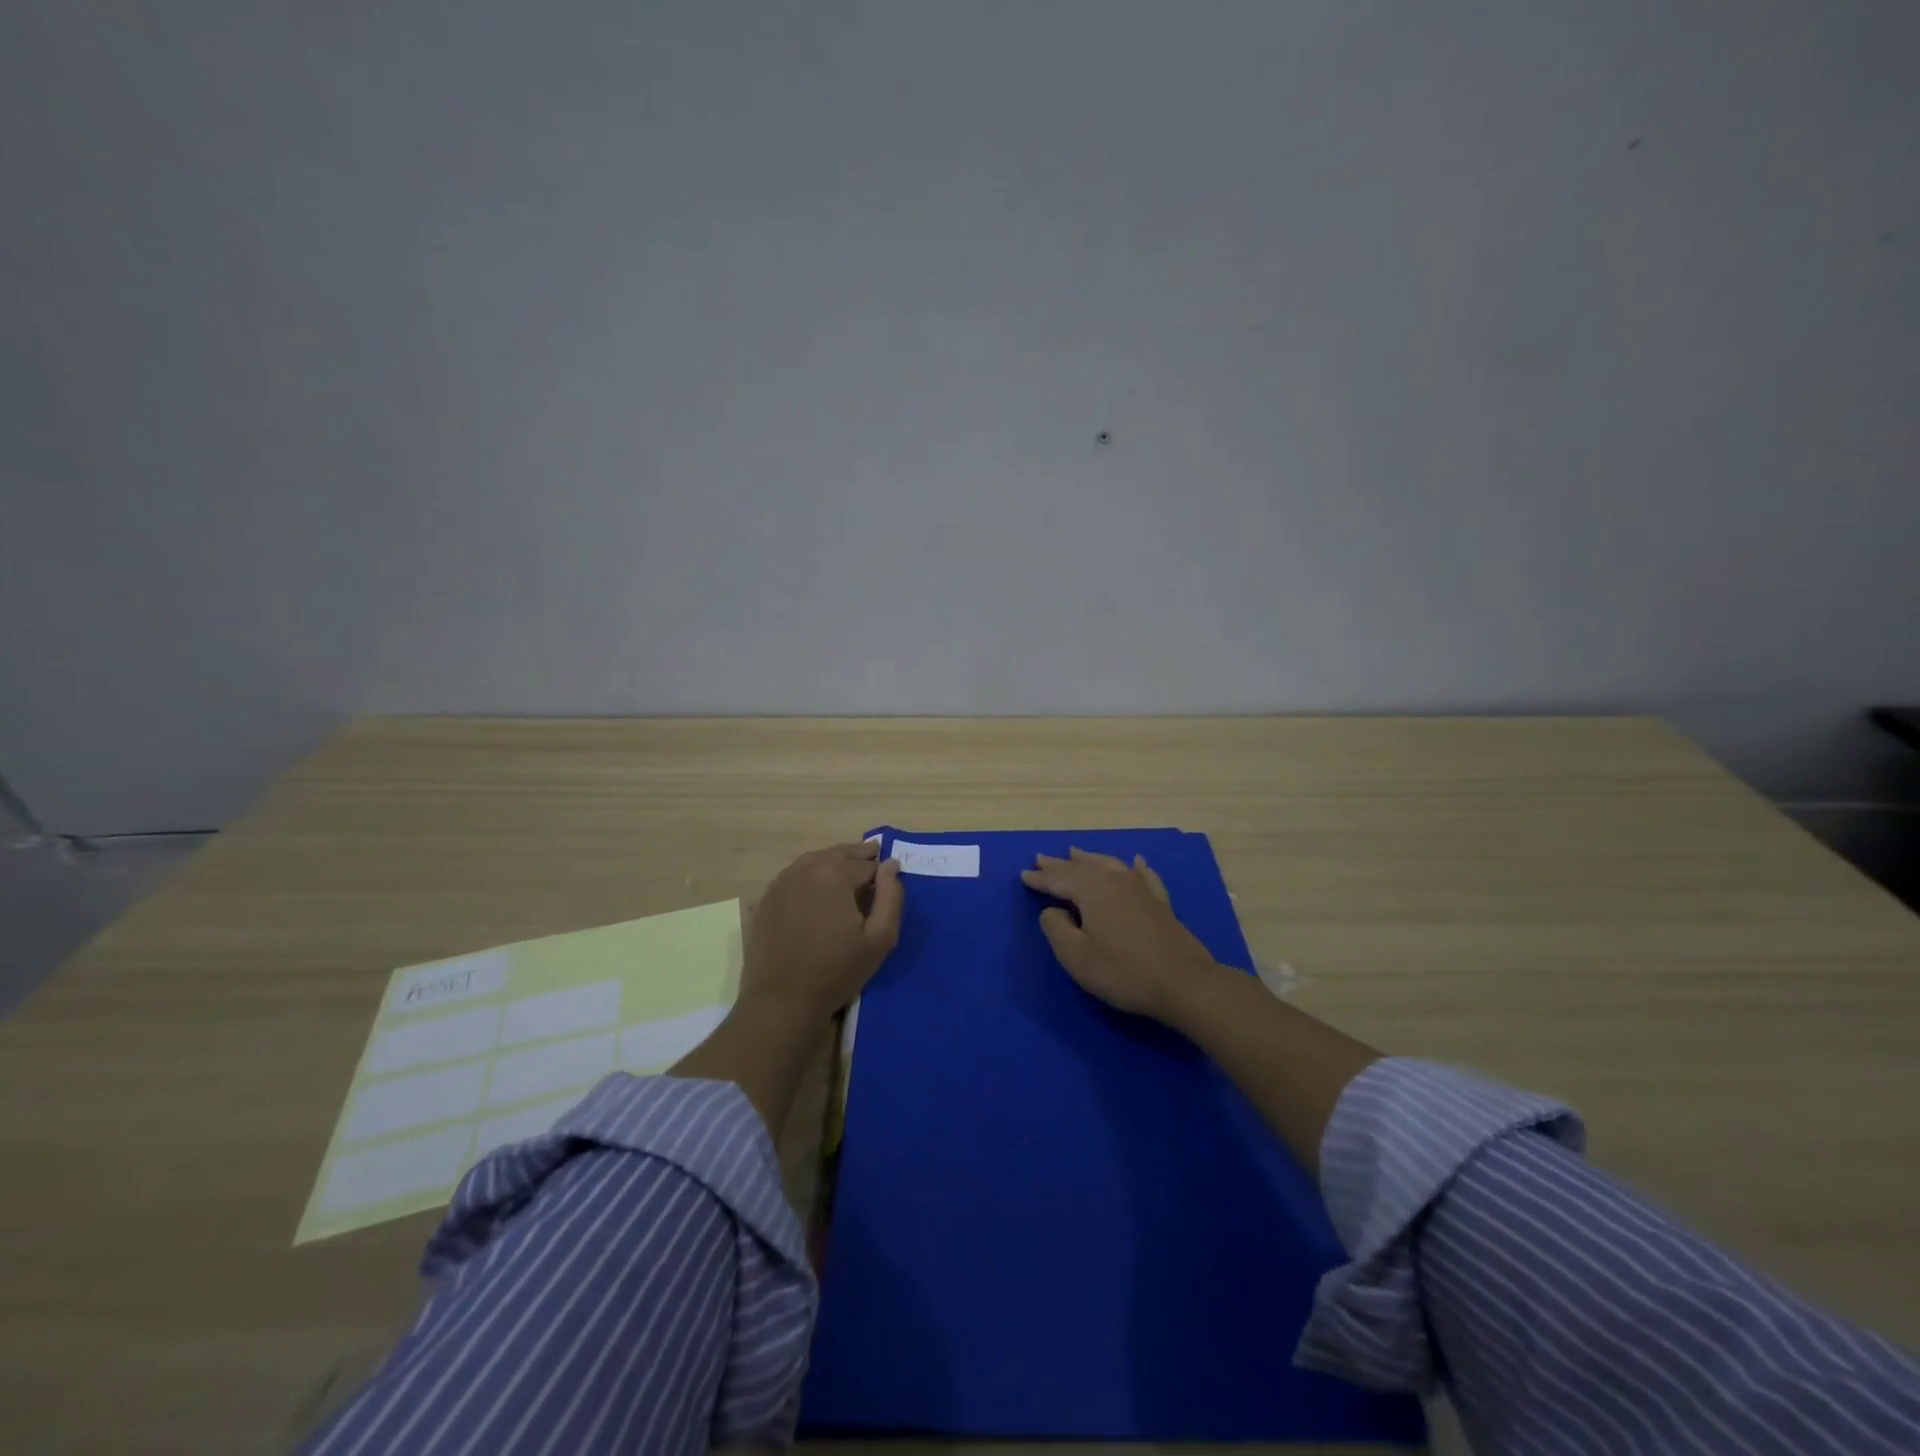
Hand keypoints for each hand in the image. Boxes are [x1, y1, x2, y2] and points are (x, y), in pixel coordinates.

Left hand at [741, 841, 904, 1022]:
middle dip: (858, 859)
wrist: (782, 1001)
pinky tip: (817, 893)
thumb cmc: (836, 971)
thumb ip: (891, 896)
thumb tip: (891, 866)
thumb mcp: (880, 938)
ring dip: (834, 865)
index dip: (881, 875)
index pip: (868, 863)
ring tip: (847, 880)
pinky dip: (811, 876)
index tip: (887, 886)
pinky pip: (795, 876)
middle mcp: (805, 868)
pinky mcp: (766, 898)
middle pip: (840, 854)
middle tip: (872, 869)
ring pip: (815, 861)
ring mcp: (781, 881)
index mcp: (835, 873)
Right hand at [1020, 848, 1224, 1020]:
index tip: (1023, 874)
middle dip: (1060, 864)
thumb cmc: (1124, 972)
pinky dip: (1135, 867)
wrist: (1183, 983)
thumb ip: (1056, 929)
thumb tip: (1051, 910)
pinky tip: (1136, 862)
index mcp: (1093, 891)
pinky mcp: (1160, 903)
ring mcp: (1141, 889)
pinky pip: (1144, 876)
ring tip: (1075, 852)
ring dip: (1090, 858)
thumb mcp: (1077, 957)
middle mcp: (1116, 881)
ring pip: (1110, 865)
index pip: (1059, 879)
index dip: (1040, 878)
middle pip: (1083, 867)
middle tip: (1041, 858)